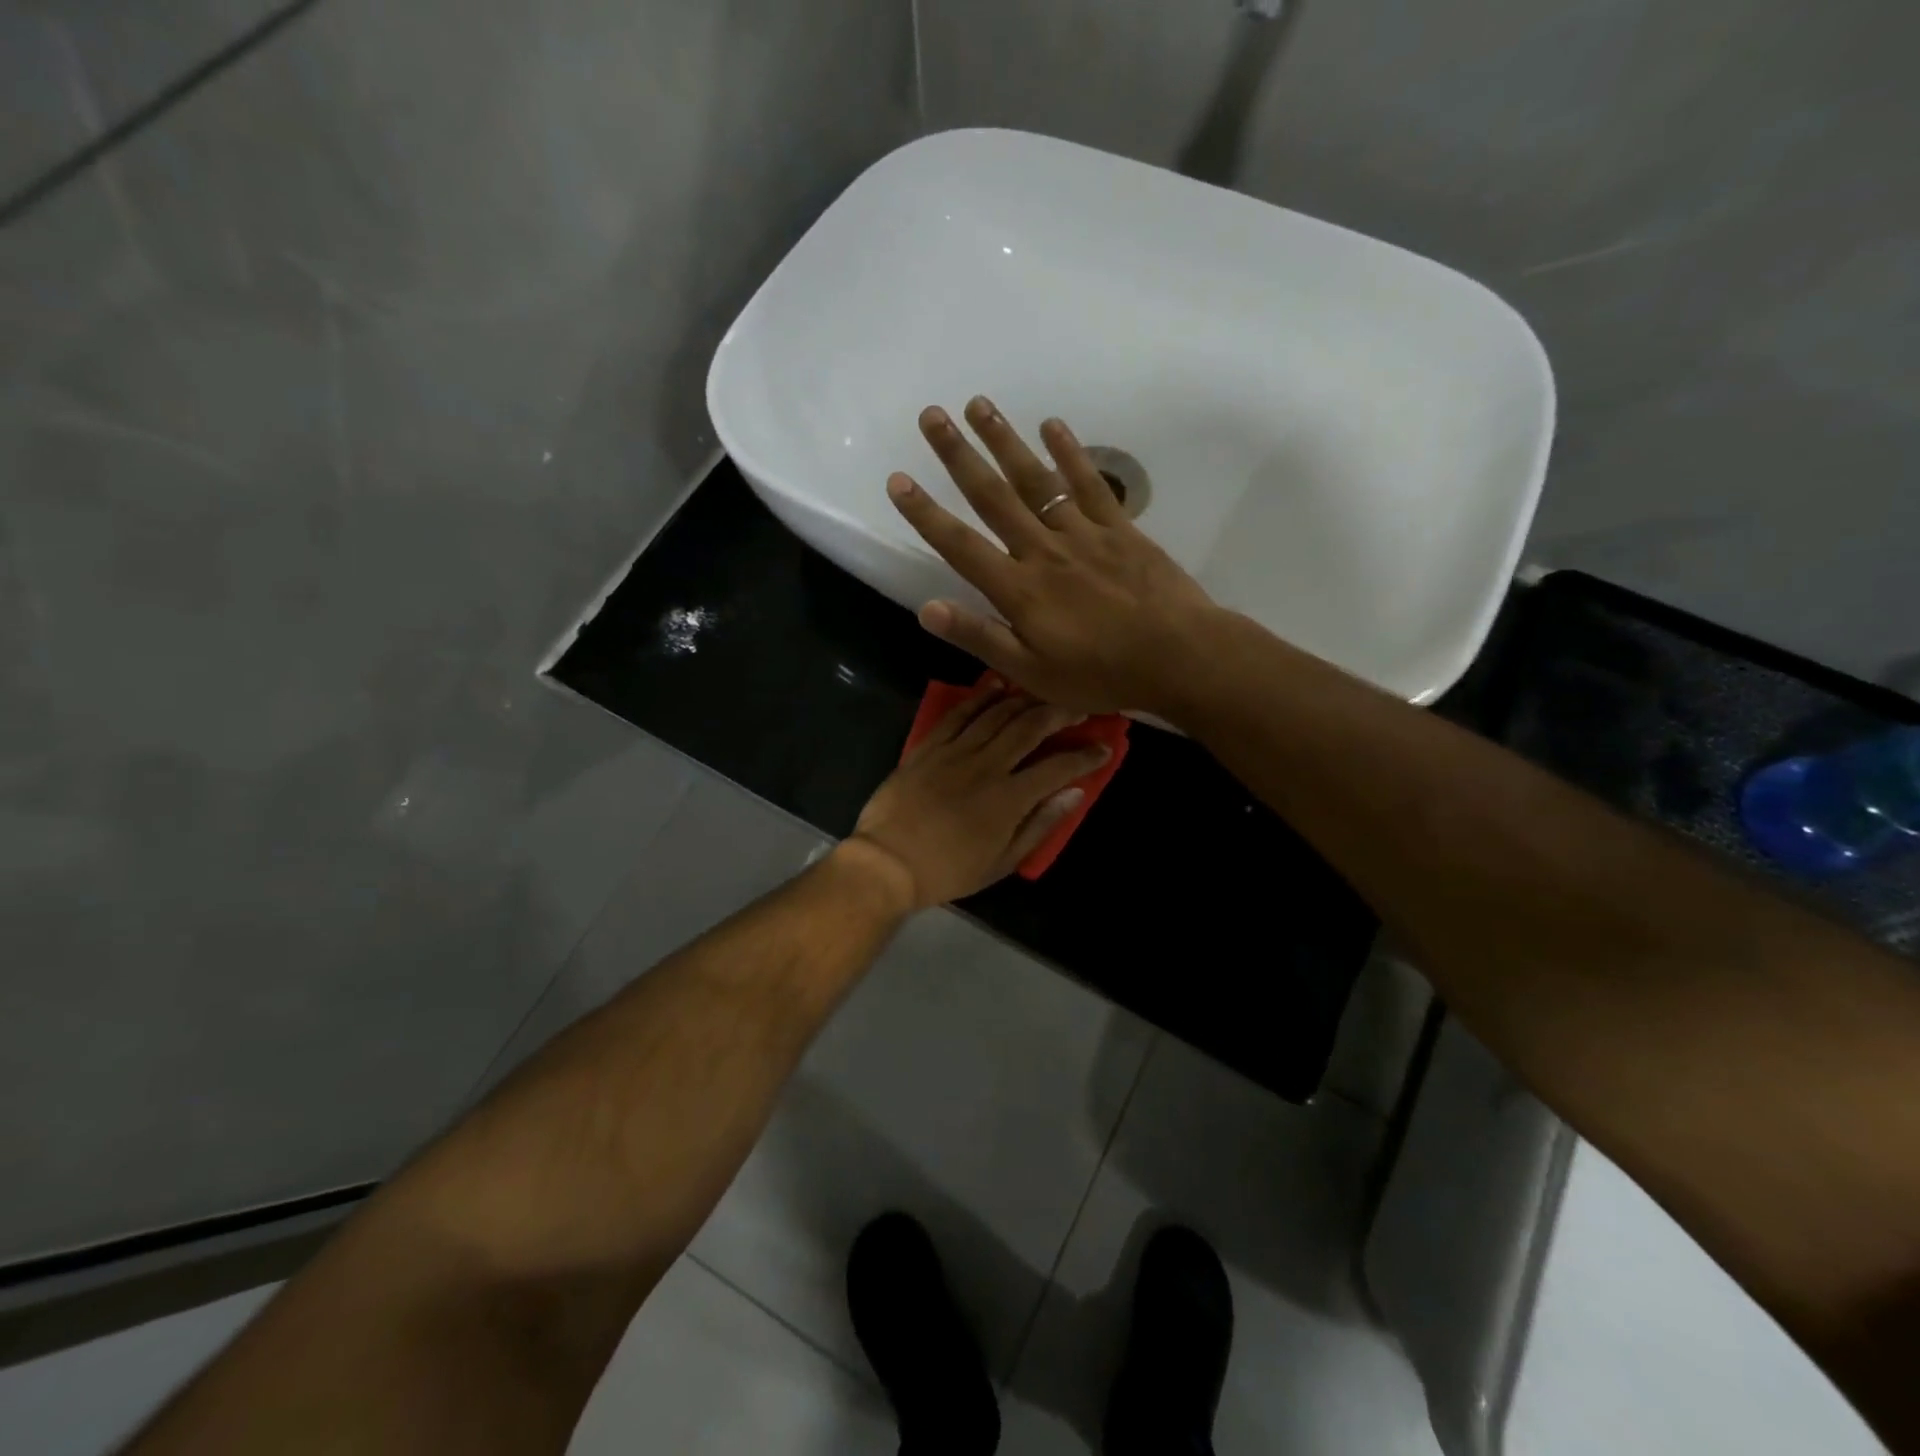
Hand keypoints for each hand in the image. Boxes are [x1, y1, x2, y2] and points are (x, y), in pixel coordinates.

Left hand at [845, 679, 1110, 908]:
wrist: (888, 862)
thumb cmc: (948, 870)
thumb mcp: (1001, 862)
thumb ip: (1040, 825)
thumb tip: (1075, 793)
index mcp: (1009, 798)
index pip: (1058, 767)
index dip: (1086, 756)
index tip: (1104, 748)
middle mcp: (987, 765)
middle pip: (1030, 726)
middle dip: (1060, 713)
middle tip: (1078, 707)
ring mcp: (955, 751)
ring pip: (997, 713)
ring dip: (1025, 699)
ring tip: (1044, 692)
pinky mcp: (929, 745)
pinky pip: (958, 713)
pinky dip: (980, 696)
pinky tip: (995, 685)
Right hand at [885, 397, 1222, 714]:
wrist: (1179, 656)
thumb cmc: (1101, 673)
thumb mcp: (1031, 673)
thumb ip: (980, 637)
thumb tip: (927, 609)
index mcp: (1019, 590)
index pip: (960, 545)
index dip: (926, 514)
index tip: (898, 480)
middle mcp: (1043, 550)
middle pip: (993, 496)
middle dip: (958, 455)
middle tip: (931, 416)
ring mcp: (1084, 534)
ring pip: (1036, 480)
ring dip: (1005, 441)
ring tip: (979, 405)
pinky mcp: (1120, 529)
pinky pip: (1090, 484)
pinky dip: (1070, 453)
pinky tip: (1052, 425)